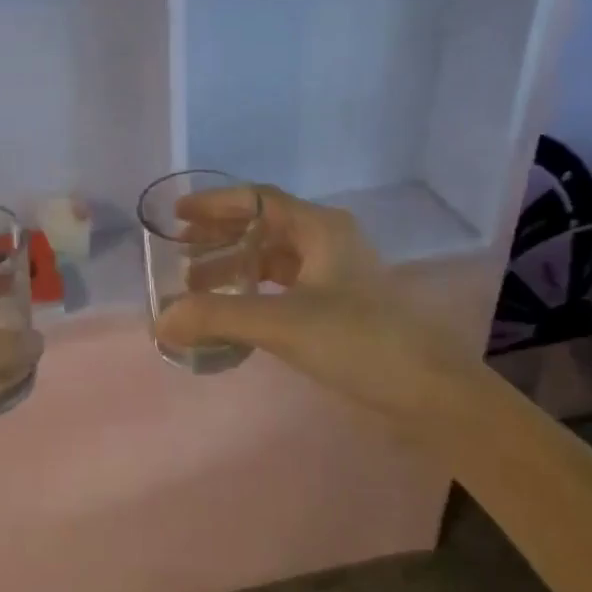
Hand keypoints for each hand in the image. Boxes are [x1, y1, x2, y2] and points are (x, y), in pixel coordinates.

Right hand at [154, 186, 484, 424]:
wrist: (430, 391)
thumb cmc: (359, 341)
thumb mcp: (282, 323)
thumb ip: (217, 317)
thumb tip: (161, 320)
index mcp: (320, 228)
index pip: (258, 199)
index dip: (214, 203)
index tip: (177, 216)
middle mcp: (328, 241)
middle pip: (263, 227)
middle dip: (219, 238)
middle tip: (180, 255)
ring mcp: (336, 274)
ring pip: (273, 259)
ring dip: (234, 268)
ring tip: (196, 290)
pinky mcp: (339, 305)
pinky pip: (285, 286)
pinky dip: (254, 292)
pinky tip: (235, 312)